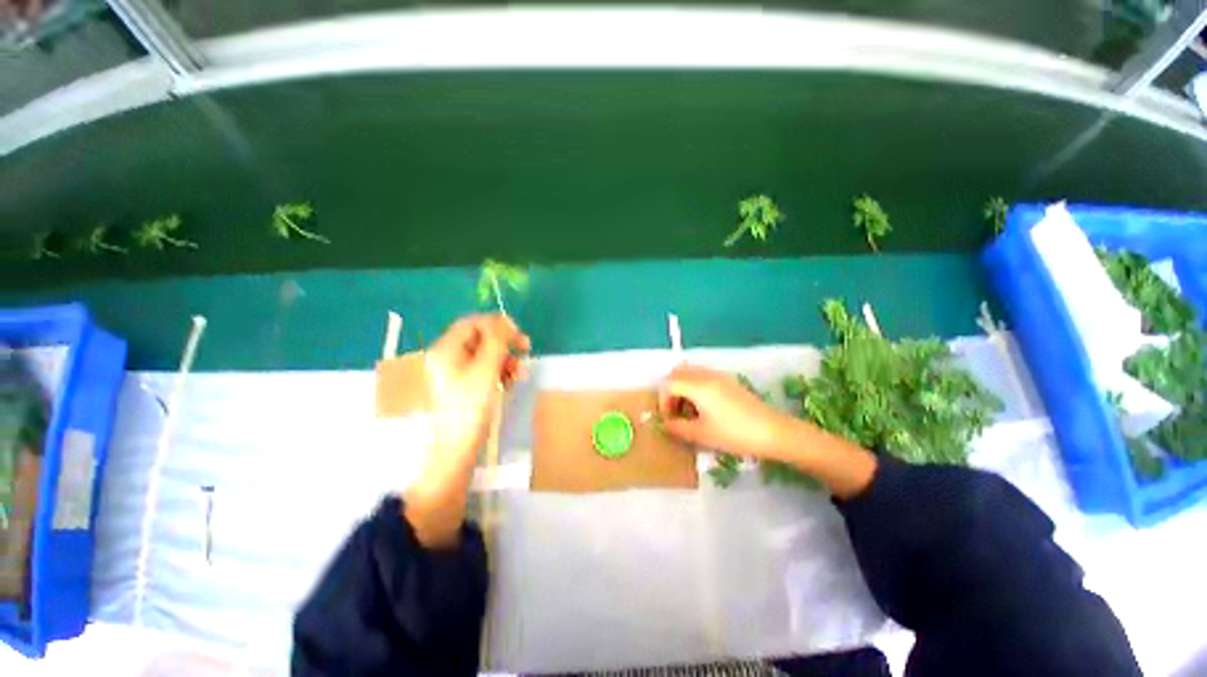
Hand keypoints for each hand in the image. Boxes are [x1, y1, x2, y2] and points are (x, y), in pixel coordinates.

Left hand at [405, 314, 529, 545]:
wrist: (454, 452)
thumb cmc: (469, 409)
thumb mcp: (485, 370)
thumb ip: (496, 341)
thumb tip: (504, 322)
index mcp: (445, 350)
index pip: (472, 323)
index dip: (496, 324)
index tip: (518, 334)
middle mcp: (447, 359)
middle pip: (479, 339)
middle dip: (504, 343)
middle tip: (525, 348)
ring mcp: (455, 375)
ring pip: (485, 356)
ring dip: (505, 358)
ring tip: (521, 372)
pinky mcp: (464, 389)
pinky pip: (484, 371)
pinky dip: (500, 372)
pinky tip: (512, 380)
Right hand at [658, 364, 794, 459]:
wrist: (772, 432)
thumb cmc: (734, 434)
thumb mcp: (701, 434)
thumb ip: (677, 427)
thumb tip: (664, 424)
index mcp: (697, 385)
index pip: (669, 384)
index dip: (663, 400)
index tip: (668, 418)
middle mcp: (706, 375)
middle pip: (678, 372)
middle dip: (671, 390)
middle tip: (675, 411)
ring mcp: (719, 375)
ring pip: (691, 372)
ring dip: (683, 387)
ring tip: (688, 409)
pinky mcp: (729, 380)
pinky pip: (703, 375)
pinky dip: (695, 385)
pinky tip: (704, 406)